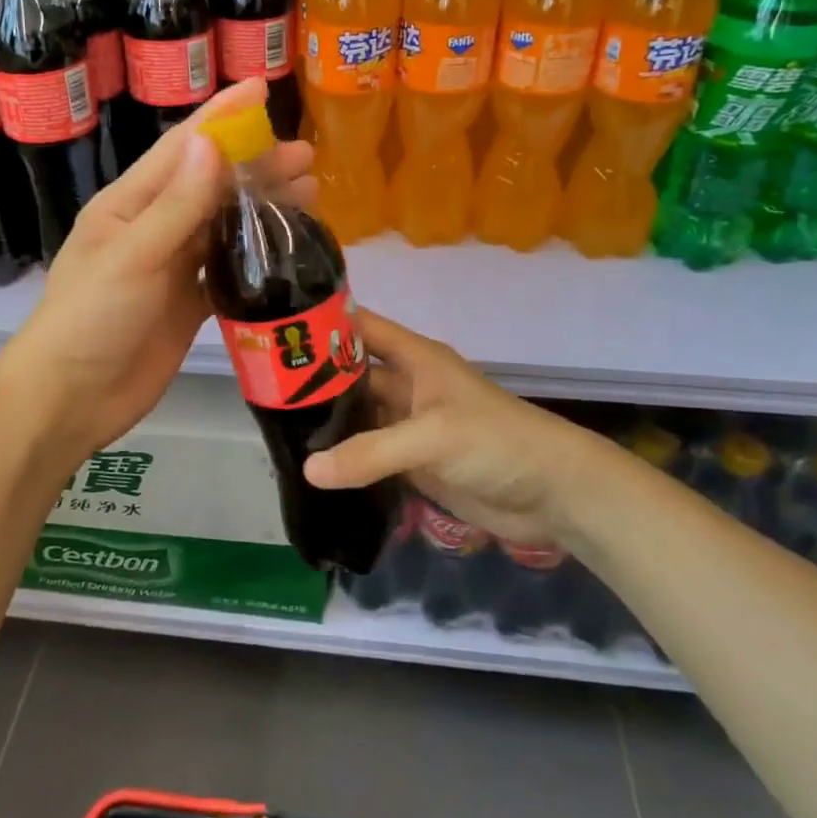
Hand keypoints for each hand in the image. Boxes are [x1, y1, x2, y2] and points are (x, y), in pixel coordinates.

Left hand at [0, 78, 314, 457]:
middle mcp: (152, 227)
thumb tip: (212, 142)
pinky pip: (226, 267)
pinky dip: (256, 255)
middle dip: (256, 164)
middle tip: (307, 155)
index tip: (261, 87)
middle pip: (211, 184)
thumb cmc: (91, 320)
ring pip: (223, 224)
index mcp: (129, 204)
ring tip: (310, 195)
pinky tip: (286, 250)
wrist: (72, 399)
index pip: (181, 149)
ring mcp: (171, 266)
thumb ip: (177, 204)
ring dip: (262, 207)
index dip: (221, 117)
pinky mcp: (186, 303)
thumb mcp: (133, 257)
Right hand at [303, 311, 620, 547]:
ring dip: (327, 423)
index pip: (361, 328)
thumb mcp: (433, 436)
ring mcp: (409, 426)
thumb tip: (309, 470)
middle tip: (263, 390)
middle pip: (352, 374)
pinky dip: (345, 460)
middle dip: (314, 379)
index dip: (324, 323)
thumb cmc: (496, 442)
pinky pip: (370, 456)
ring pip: (358, 417)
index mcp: (415, 359)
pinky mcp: (413, 463)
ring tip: (276, 429)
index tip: (277, 330)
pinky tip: (311, 467)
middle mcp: (408, 386)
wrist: (553, 494)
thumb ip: (371, 452)